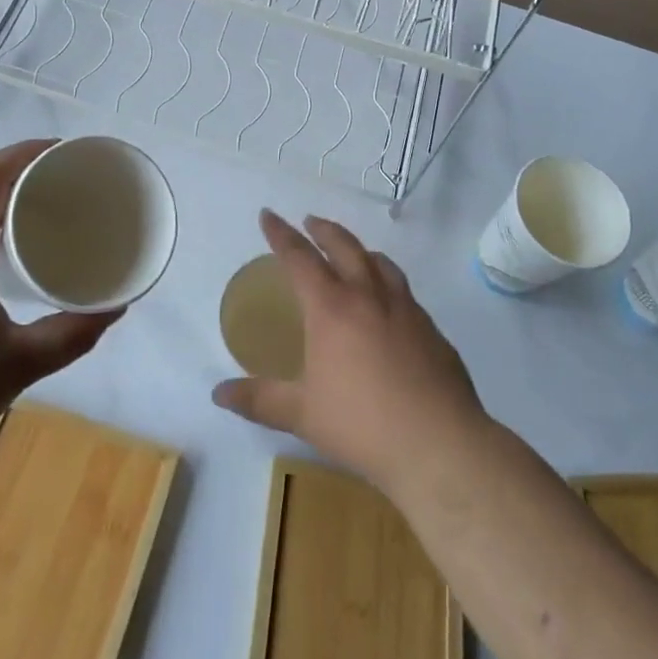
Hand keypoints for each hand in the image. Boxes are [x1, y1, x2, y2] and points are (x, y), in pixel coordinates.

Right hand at [212, 210, 485, 496]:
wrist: (438, 444)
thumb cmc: (361, 424)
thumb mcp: (301, 414)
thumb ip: (259, 400)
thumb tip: (218, 393)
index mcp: (331, 308)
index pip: (299, 258)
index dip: (281, 234)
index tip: (269, 215)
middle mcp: (369, 296)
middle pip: (344, 246)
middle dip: (323, 230)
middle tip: (310, 222)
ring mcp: (406, 309)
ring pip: (380, 263)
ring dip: (360, 249)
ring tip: (353, 252)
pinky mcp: (432, 329)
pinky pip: (405, 291)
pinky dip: (388, 281)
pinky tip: (389, 303)